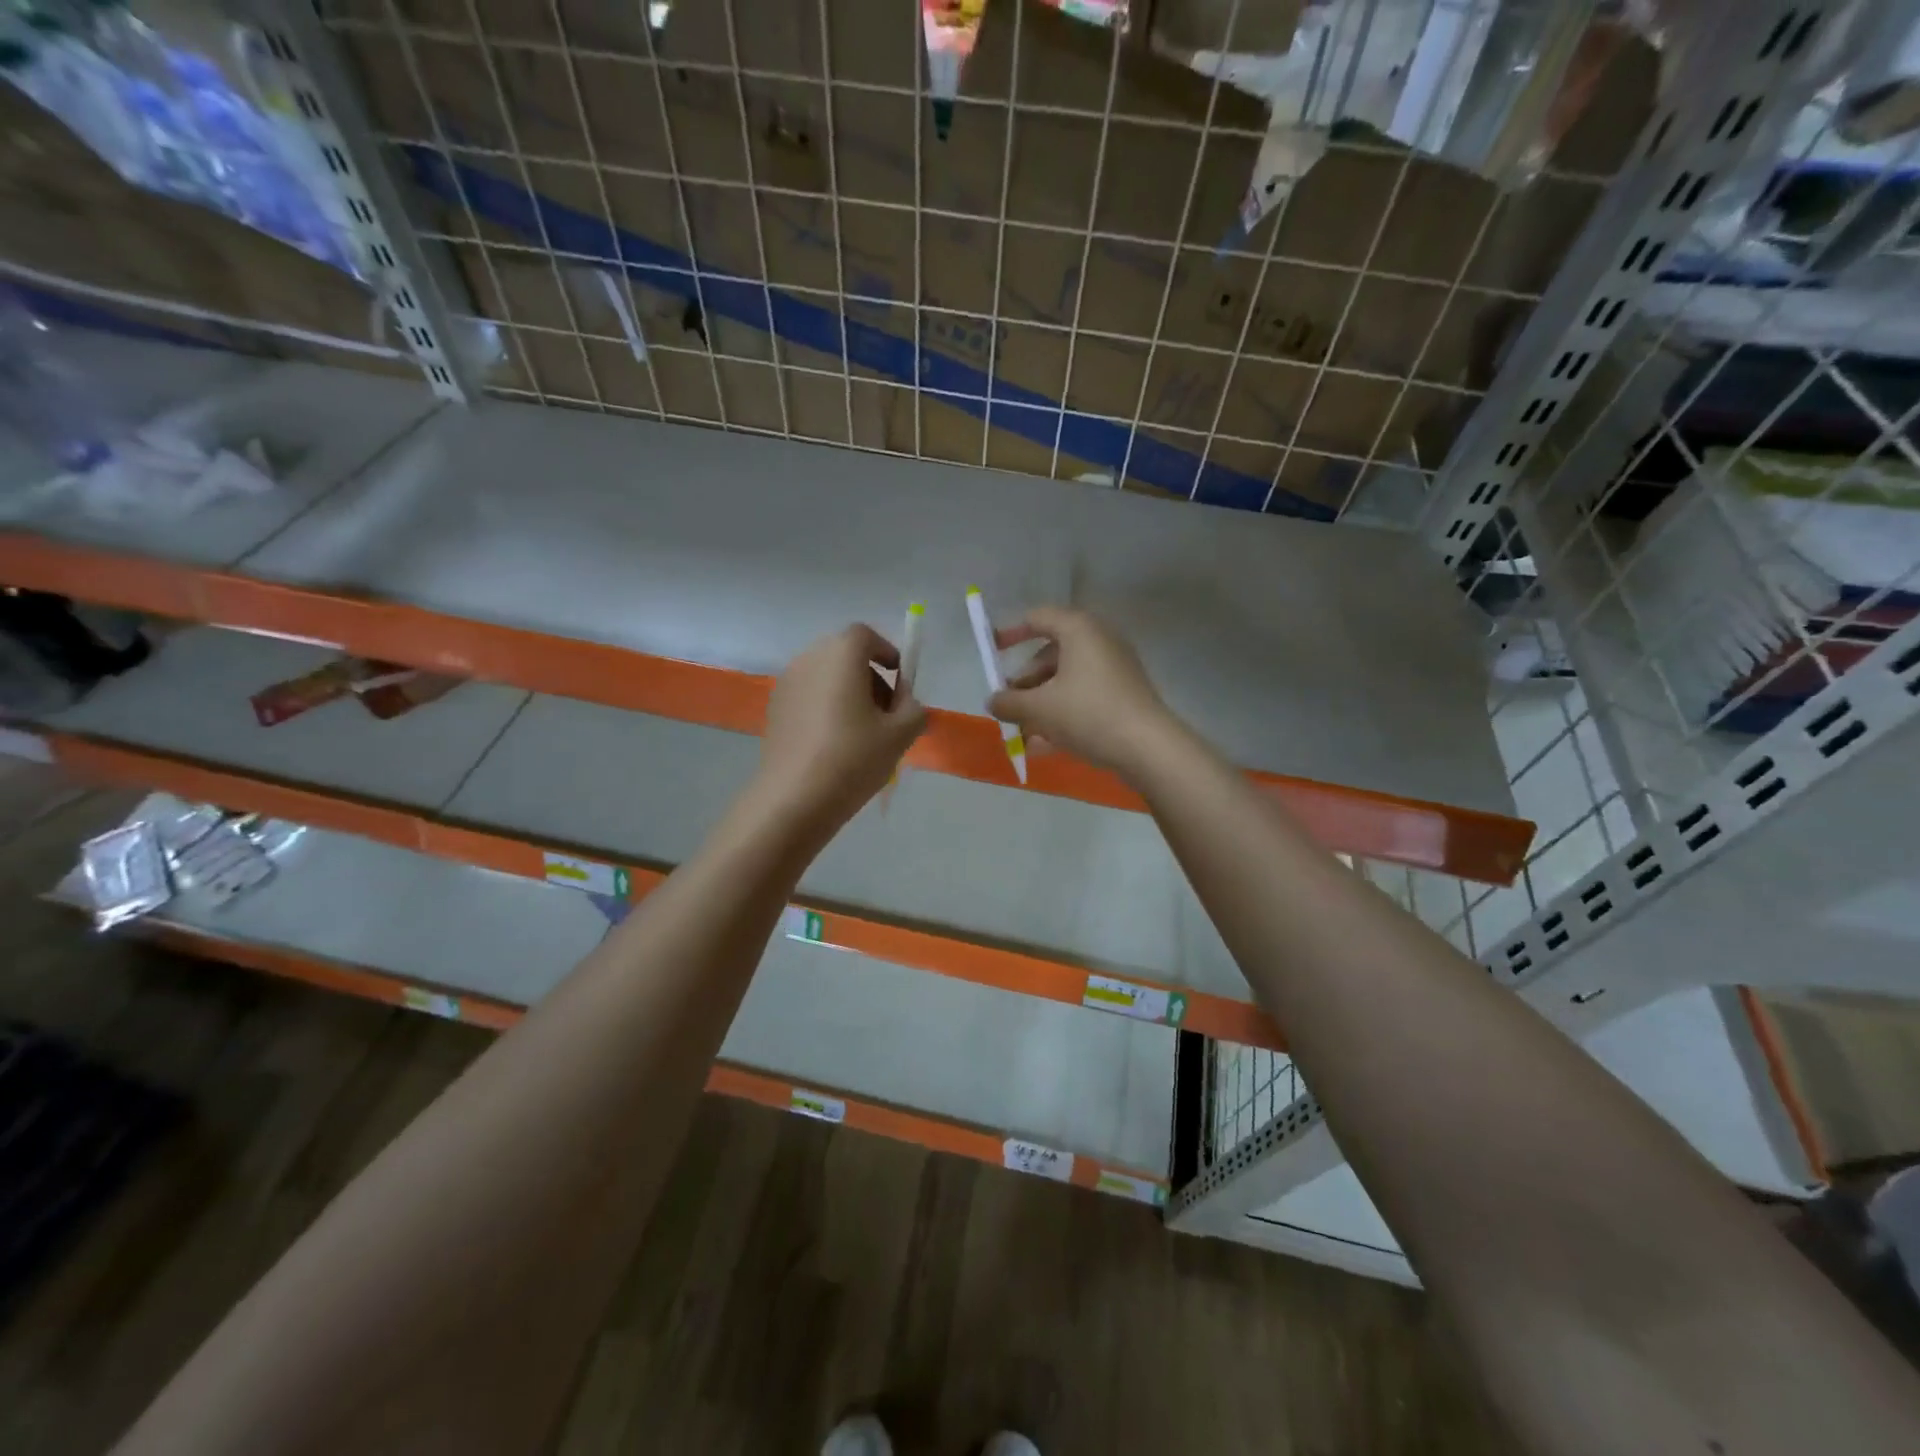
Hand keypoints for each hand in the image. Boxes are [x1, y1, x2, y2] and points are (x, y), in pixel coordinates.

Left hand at [754, 624, 926, 838]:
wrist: (793, 798)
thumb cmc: (853, 758)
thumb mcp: (901, 734)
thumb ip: (914, 709)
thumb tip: (906, 703)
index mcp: (841, 654)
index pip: (866, 636)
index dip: (887, 654)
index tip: (901, 683)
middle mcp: (809, 659)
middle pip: (845, 655)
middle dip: (870, 676)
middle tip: (887, 712)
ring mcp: (786, 683)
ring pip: (826, 676)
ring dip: (848, 693)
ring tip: (863, 733)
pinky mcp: (774, 709)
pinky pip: (809, 696)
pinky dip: (826, 707)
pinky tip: (835, 745)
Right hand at [989, 606, 1176, 778]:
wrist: (1148, 747)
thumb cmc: (1088, 714)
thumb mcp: (1039, 708)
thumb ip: (1009, 702)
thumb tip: (993, 701)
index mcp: (1079, 630)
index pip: (1038, 618)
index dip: (1011, 633)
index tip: (992, 652)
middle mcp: (1099, 640)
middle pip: (1051, 654)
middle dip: (1025, 681)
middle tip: (1009, 705)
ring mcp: (1115, 668)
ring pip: (1067, 679)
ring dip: (1041, 703)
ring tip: (1022, 733)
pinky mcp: (1124, 694)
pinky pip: (1084, 697)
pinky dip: (1063, 713)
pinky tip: (1043, 745)